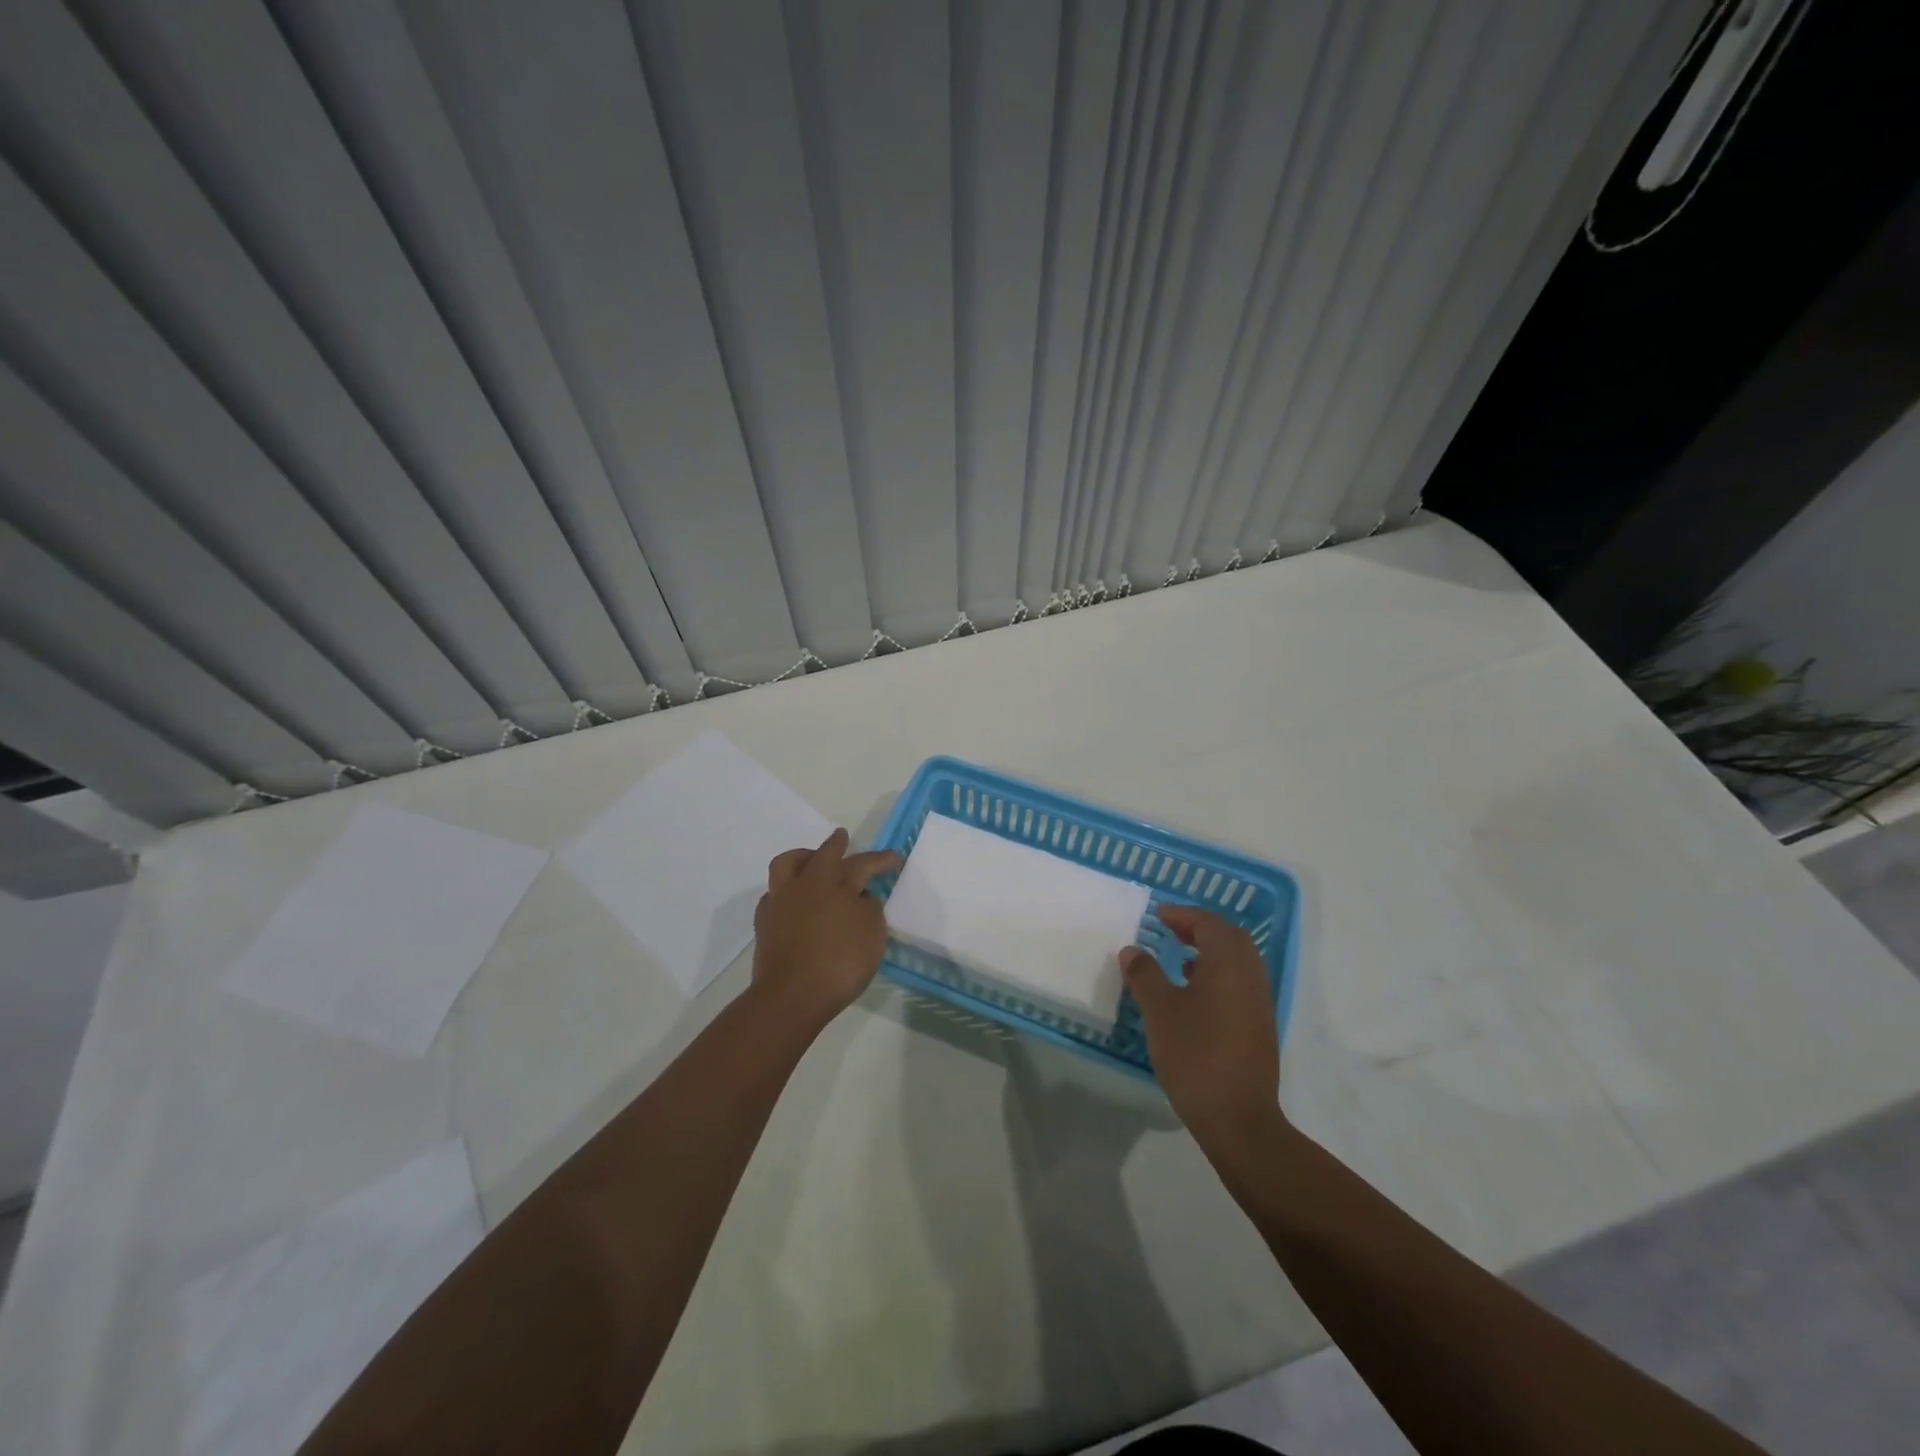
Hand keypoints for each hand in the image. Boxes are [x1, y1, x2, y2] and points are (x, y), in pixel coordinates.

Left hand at [751, 829, 898, 1027]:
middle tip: (843, 837)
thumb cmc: (840, 964)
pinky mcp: (765, 922)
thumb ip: (869, 908)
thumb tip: (861, 896)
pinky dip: (787, 889)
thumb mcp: (872, 935)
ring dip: (802, 857)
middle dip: (836, 844)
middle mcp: (807, 884)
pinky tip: (793, 899)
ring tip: (811, 860)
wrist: (790, 996)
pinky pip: (774, 893)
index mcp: (836, 884)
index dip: (879, 860)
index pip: (862, 863)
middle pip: (822, 854)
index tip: (893, 858)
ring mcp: (781, 901)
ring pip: (787, 864)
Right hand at [1121, 905, 1281, 1148]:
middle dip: (1201, 928)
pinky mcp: (1259, 1027)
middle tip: (1171, 930)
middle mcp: (1250, 977)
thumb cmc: (1195, 1055)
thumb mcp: (1160, 1011)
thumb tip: (1132, 950)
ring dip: (1211, 952)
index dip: (1184, 915)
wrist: (1238, 1119)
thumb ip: (1145, 975)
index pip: (1209, 924)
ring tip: (1178, 959)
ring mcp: (1259, 1003)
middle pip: (1230, 938)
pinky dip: (1218, 975)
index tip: (1159, 915)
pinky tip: (1194, 994)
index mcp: (1228, 965)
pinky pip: (1240, 984)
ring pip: (1238, 962)